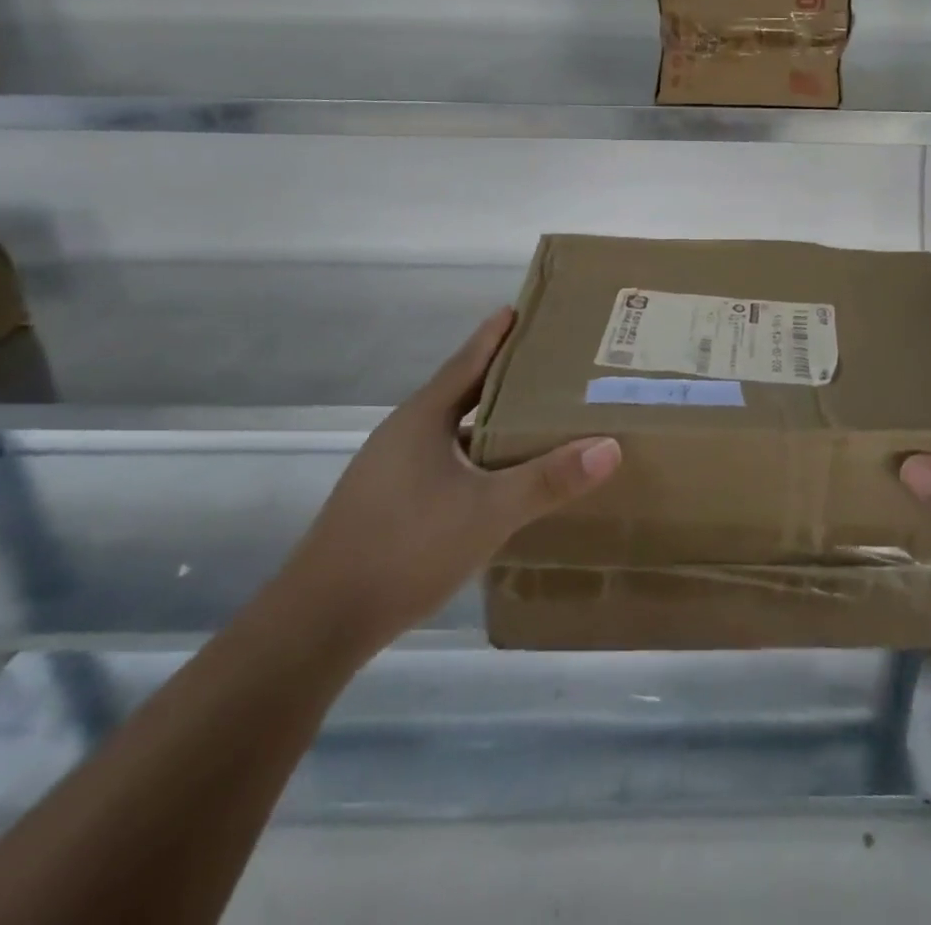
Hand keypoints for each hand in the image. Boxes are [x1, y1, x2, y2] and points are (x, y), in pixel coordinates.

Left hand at [279, 308, 620, 653]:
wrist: (319, 621)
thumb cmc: (406, 546)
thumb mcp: (489, 511)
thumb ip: (549, 479)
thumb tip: (610, 446)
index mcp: (423, 418)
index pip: (467, 361)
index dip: (495, 335)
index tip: (520, 309)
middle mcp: (403, 434)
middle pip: (460, 392)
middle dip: (501, 376)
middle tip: (547, 364)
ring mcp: (389, 470)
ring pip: (450, 431)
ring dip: (488, 421)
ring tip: (532, 418)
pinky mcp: (386, 502)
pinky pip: (442, 462)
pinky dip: (474, 457)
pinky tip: (495, 479)